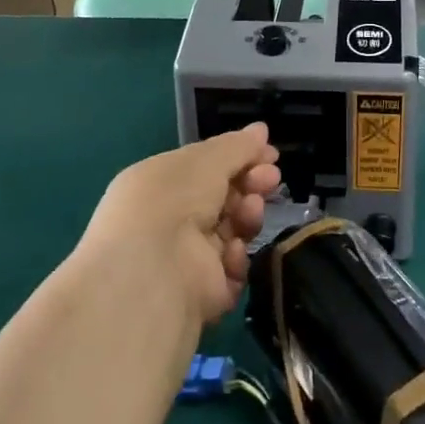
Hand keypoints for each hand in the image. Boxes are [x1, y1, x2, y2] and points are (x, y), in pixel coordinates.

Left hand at [78, 123, 280, 322]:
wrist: (153, 271)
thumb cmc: (173, 200)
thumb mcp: (206, 159)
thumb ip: (238, 146)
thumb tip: (261, 130)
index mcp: (161, 184)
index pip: (207, 168)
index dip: (240, 159)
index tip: (270, 155)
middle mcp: (170, 220)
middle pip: (224, 198)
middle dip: (251, 185)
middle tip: (271, 179)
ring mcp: (186, 258)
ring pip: (232, 231)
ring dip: (247, 217)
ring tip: (249, 212)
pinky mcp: (201, 293)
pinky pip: (232, 269)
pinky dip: (236, 258)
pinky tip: (231, 252)